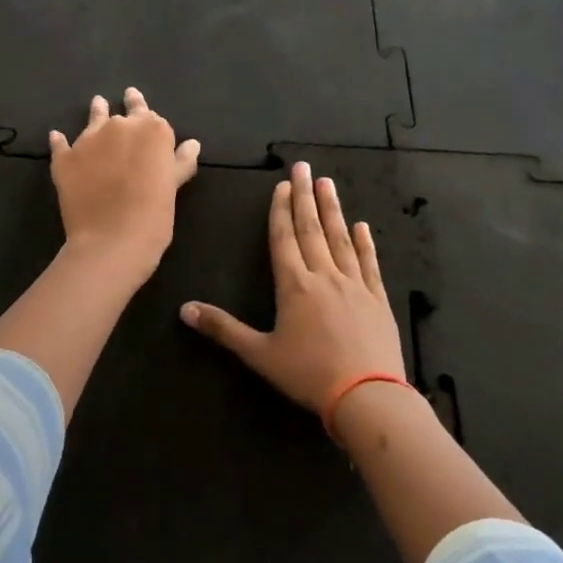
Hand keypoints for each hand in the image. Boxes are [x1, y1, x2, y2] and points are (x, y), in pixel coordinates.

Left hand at [48, 88, 199, 275]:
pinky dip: (60, 140)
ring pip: (94, 119)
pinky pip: (61, 144)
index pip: (150, 114)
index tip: (140, 105)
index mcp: (152, 131)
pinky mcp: (65, 158)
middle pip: (123, 113)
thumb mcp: (173, 187)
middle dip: (125, 109)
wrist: (112, 240)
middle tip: (125, 97)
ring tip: (98, 104)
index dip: (146, 112)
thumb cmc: (154, 215)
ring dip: (97, 112)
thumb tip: (192, 143)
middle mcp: (120, 127)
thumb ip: (181, 161)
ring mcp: (88, 140)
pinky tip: (57, 137)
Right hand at [181, 160, 405, 415]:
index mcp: (294, 286)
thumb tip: (184, 310)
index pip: (284, 239)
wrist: (367, 396)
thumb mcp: (259, 354)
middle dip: (305, 197)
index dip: (280, 210)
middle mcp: (324, 276)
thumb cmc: (308, 375)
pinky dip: (365, 243)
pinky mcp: (378, 300)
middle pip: (312, 229)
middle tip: (304, 167)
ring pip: (340, 239)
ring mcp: (355, 285)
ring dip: (333, 210)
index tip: (282, 184)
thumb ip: (223, 329)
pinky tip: (362, 226)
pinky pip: (369, 263)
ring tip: (328, 184)